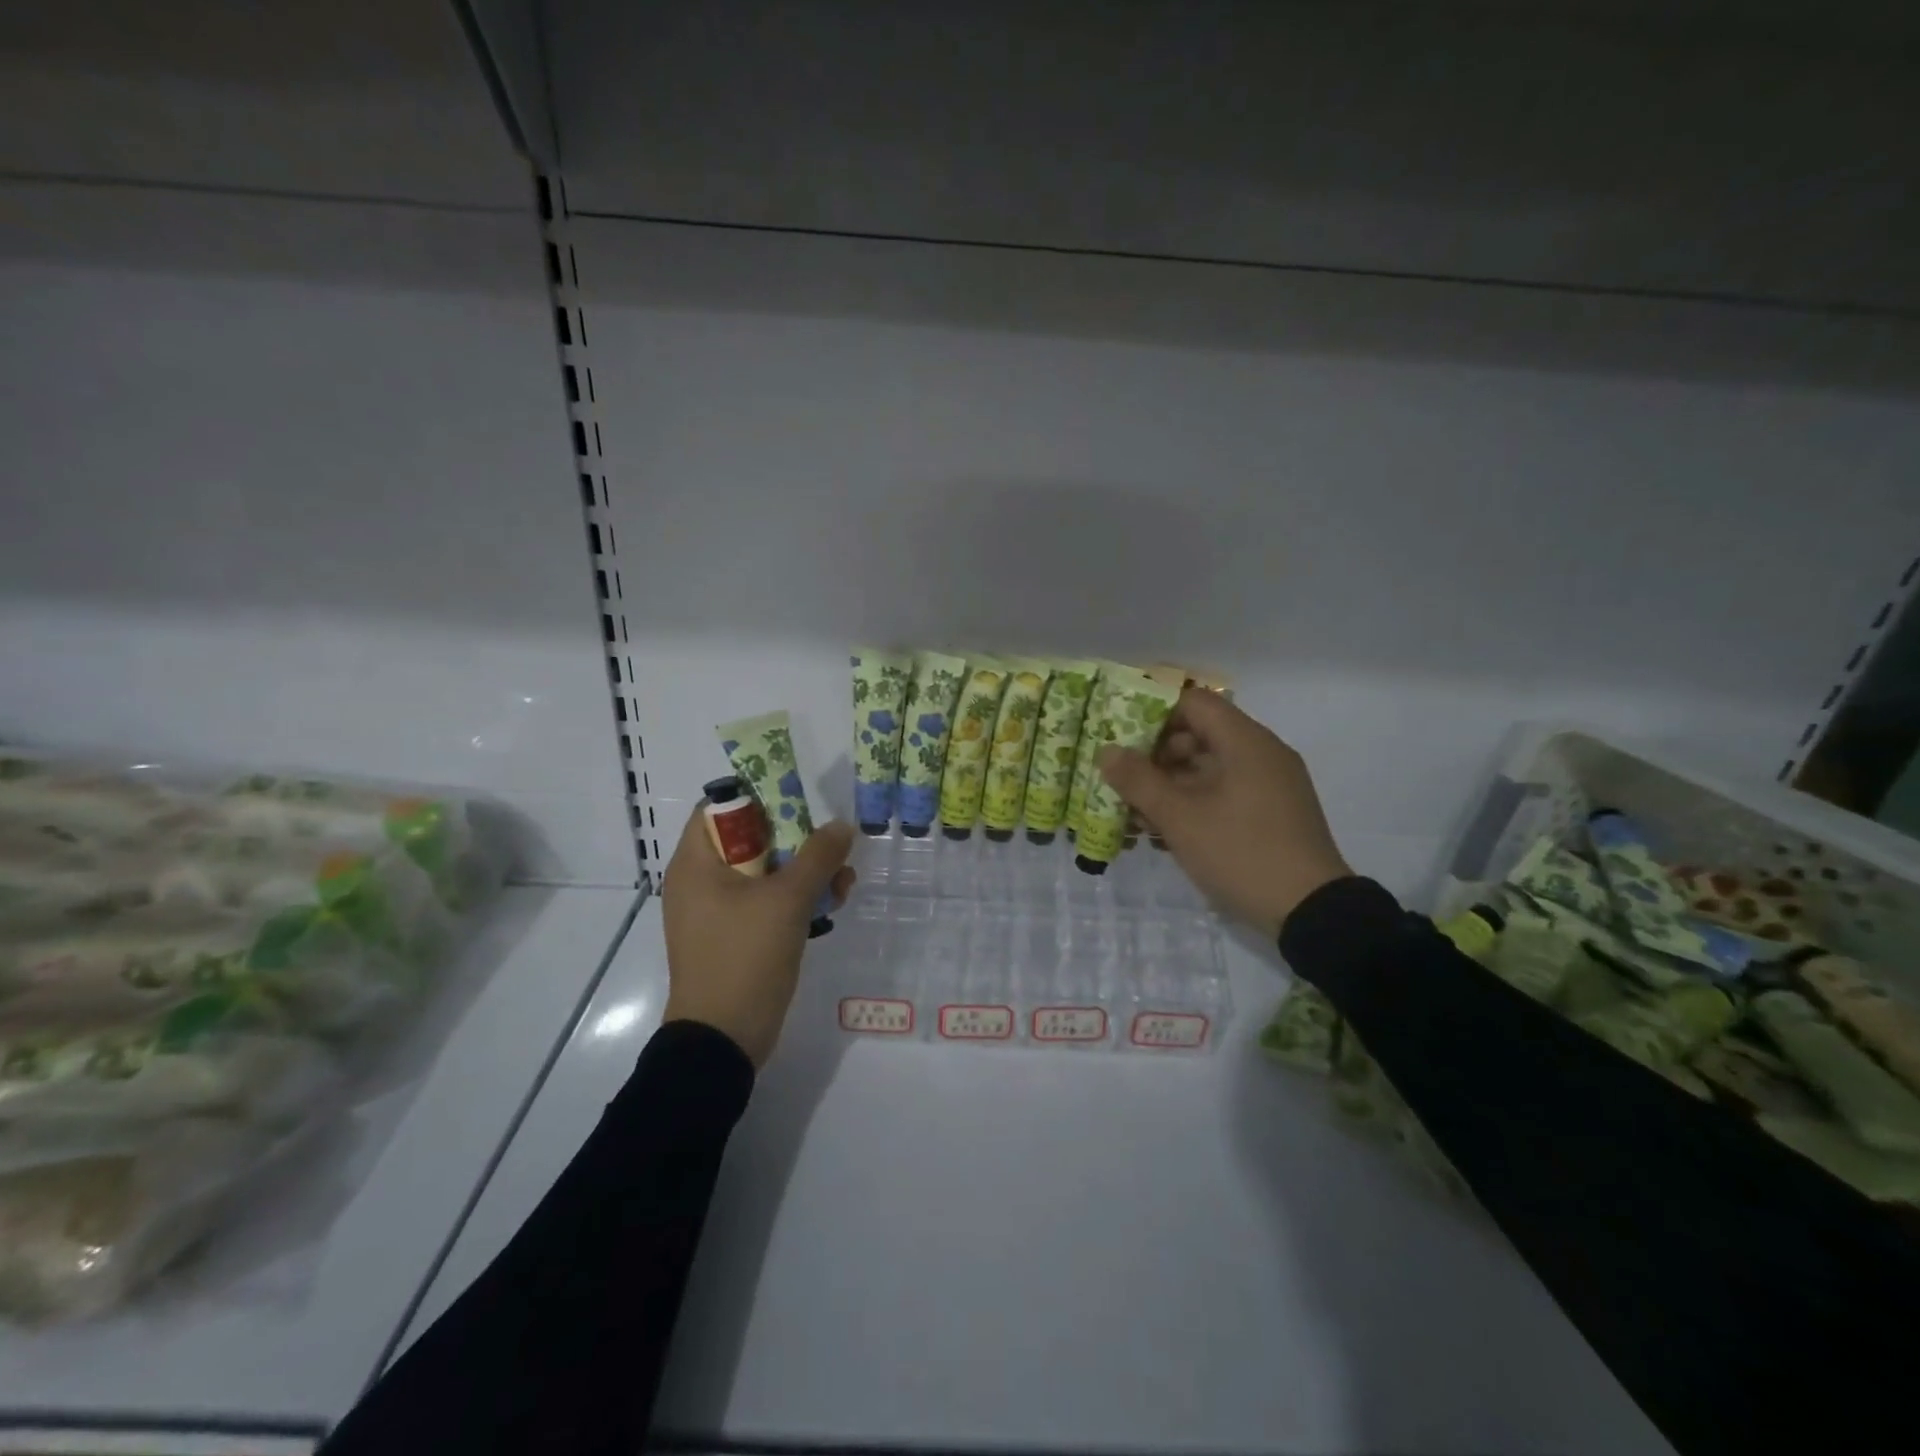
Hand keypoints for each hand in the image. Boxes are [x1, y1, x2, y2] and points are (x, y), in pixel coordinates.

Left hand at [662, 804, 855, 1067]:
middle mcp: (700, 882)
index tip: (799, 803)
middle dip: (797, 840)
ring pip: (764, 873)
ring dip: (805, 872)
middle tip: (832, 846)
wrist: (723, 1041)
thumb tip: (841, 825)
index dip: (760, 798)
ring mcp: (716, 912)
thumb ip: (817, 857)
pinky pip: (765, 903)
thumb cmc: (745, 958)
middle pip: (750, 840)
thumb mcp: (787, 901)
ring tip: (844, 883)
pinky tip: (832, 906)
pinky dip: (795, 900)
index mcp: (696, 864)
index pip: (720, 808)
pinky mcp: (734, 937)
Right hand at [1098, 690, 1349, 938]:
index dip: (1153, 715)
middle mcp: (1261, 753)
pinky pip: (1225, 793)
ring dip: (1171, 786)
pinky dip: (1195, 804)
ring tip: (1138, 816)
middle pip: (1199, 735)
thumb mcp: (1180, 818)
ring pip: (1209, 769)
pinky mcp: (1273, 813)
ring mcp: (1270, 785)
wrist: (1312, 913)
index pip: (1192, 703)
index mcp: (1245, 742)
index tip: (1121, 740)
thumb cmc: (1241, 852)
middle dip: (1156, 757)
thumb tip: (1106, 751)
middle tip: (1124, 783)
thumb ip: (1139, 781)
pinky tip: (1167, 835)